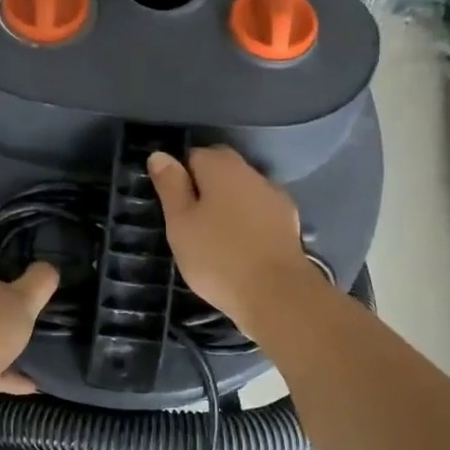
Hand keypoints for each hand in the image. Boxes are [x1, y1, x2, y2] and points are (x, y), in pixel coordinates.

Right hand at [147, 147, 314, 337]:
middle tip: (189, 222)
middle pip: (221, 170)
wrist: (276, 294)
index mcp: (222, 167)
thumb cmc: (217, 256)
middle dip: (204, 187)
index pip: (194, 155)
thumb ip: (170, 186)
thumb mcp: (180, 222)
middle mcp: (252, 173)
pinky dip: (248, 222)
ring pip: (242, 191)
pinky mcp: (289, 222)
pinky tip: (240, 246)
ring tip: (214, 237)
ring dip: (228, 204)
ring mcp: (275, 197)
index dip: (179, 177)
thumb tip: (159, 154)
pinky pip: (259, 212)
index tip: (172, 206)